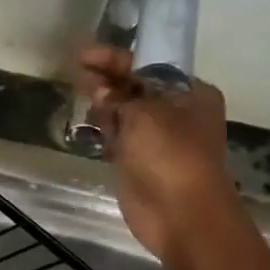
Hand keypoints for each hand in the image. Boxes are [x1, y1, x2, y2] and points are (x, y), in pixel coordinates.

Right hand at [79, 46, 232, 269]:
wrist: (181, 215)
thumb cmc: (170, 155)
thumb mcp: (145, 114)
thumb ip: (120, 97)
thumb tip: (101, 93)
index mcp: (190, 93)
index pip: (149, 65)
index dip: (115, 59)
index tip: (84, 55)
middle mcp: (177, 113)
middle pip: (136, 88)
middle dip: (108, 81)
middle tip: (79, 76)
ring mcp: (158, 140)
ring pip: (125, 114)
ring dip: (105, 106)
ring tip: (82, 99)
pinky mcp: (140, 163)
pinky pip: (119, 139)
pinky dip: (105, 131)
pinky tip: (89, 127)